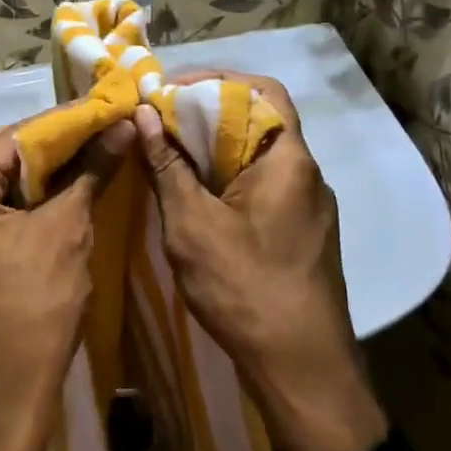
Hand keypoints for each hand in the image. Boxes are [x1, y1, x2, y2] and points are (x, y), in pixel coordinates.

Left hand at [0, 118, 132, 450]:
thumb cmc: (35, 310)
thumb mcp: (67, 232)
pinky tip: (51, 197)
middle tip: (86, 133)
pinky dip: (17, 202)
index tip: (96, 111)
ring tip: (74, 159)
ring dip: (28, 173)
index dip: (58, 125)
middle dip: (40, 145)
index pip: (8, 141)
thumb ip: (91, 172)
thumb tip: (121, 128)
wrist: (4, 398)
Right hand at [134, 74, 387, 450]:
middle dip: (207, 113)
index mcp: (288, 160)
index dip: (215, 80)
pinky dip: (229, 177)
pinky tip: (196, 196)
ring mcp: (309, 206)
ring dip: (216, 147)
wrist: (303, 370)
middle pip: (259, 120)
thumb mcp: (192, 224)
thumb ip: (167, 165)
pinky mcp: (302, 233)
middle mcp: (307, 174)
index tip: (168, 90)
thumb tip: (142, 113)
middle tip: (159, 120)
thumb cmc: (245, 289)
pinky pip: (264, 185)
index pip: (262, 91)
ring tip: (169, 154)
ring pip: (259, 155)